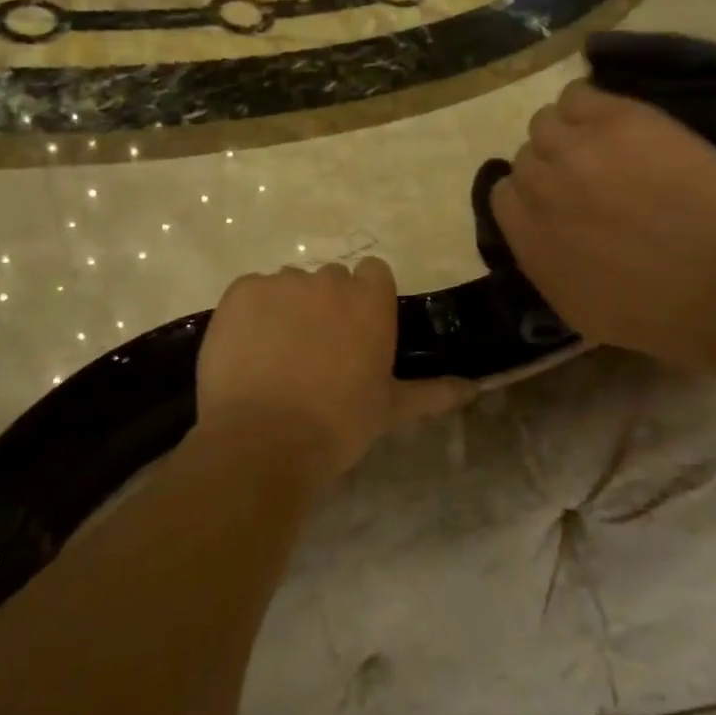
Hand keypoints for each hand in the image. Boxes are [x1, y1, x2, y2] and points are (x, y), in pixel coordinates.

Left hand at [196, 259, 471, 482]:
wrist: (264, 440)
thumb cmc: (338, 424)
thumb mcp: (390, 409)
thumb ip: (433, 392)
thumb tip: (475, 388)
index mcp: (370, 300)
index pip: (373, 274)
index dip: (364, 300)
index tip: (356, 331)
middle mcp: (328, 280)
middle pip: (329, 280)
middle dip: (325, 306)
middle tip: (315, 351)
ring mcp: (281, 283)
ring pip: (288, 286)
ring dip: (286, 309)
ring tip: (276, 356)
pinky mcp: (240, 292)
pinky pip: (250, 292)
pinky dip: (250, 315)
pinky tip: (248, 351)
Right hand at [490, 80, 715, 367]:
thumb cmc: (661, 313)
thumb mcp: (581, 311)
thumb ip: (546, 265)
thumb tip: (541, 234)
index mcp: (528, 239)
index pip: (504, 196)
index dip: (532, 197)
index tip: (560, 204)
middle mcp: (540, 188)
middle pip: (526, 157)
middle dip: (553, 168)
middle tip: (590, 178)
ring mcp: (576, 150)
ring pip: (546, 122)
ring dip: (568, 134)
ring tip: (605, 147)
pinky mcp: (616, 120)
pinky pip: (578, 93)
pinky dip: (588, 105)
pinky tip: (618, 124)